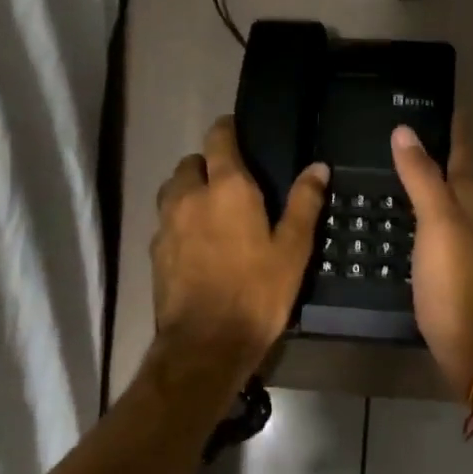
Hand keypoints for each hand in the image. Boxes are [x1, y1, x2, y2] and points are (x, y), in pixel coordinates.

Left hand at [152, 117, 326, 379]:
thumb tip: (318, 167)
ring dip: (188, 190)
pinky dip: (179, 221)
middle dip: (207, 164)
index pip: (218, 139)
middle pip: (190, 163)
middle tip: (230, 182)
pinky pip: (165, 221)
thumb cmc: (257, 293)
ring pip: (172, 190)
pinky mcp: (154, 251)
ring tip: (210, 210)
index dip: (227, 130)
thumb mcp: (293, 250)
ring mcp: (166, 223)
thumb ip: (304, 203)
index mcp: (228, 188)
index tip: (237, 131)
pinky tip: (196, 243)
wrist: (206, 343)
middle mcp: (190, 196)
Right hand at [391, 114, 472, 398]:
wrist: (469, 344)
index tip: (436, 95)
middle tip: (400, 124)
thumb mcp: (438, 223)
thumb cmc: (455, 280)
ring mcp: (460, 240)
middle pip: (454, 169)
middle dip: (434, 145)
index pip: (463, 148)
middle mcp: (471, 214)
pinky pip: (429, 222)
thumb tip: (405, 130)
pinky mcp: (446, 263)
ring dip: (423, 175)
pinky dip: (414, 207)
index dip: (453, 122)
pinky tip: (394, 210)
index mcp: (472, 198)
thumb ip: (422, 177)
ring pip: (442, 196)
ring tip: (390, 160)